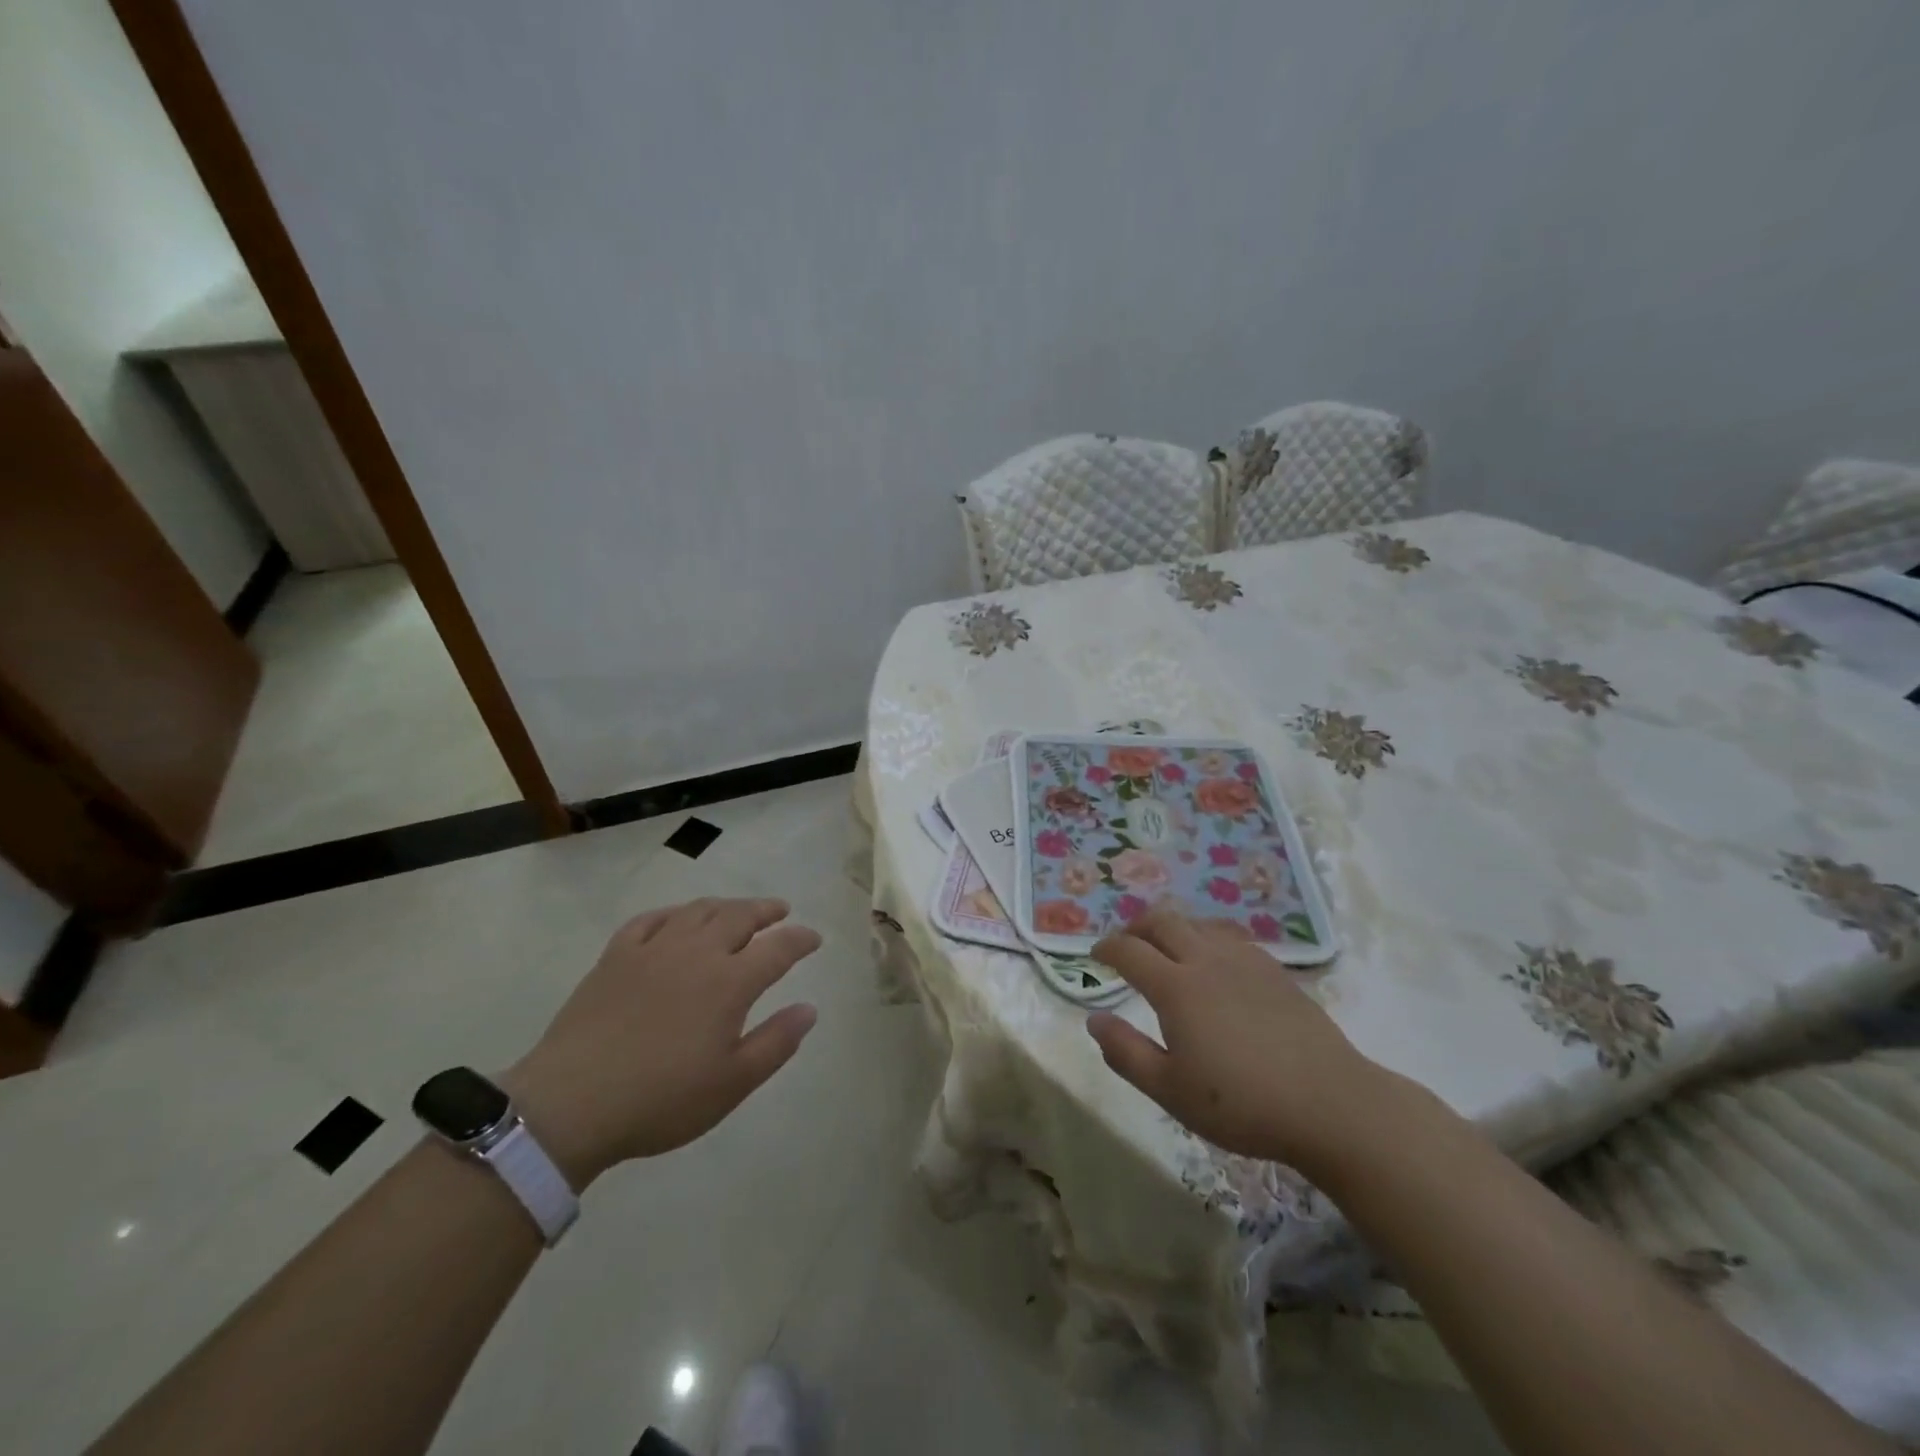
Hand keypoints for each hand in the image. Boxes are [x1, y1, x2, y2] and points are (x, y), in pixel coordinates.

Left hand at [503, 898, 820, 1187]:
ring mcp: (653, 950)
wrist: (570, 1105)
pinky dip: (672, 913)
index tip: (814, 938)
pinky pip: (649, 920)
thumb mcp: (732, 1083)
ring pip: (697, 911)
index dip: (800, 939)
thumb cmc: (661, 1100)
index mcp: (729, 982)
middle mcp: (696, 953)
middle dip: (766, 910)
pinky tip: (676, 920)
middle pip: (739, 916)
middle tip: (780, 910)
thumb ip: (776, 1042)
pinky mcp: (615, 957)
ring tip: (737, 910)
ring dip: (725, 905)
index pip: (778, 948)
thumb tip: (809, 1009)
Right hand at [1085, 906, 1401, 1173]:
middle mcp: (1206, 960)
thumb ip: (1126, 1053)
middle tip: (1126, 944)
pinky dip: (1207, 937)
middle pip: (1163, 920)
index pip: (1129, 950)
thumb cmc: (1241, 1104)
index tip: (1095, 956)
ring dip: (1173, 927)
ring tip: (1166, 948)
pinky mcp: (1274, 970)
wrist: (1329, 1104)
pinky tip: (1214, 961)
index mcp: (1176, 987)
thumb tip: (1094, 1019)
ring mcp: (1244, 960)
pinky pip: (1229, 936)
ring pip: (1198, 922)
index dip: (1107, 947)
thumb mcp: (1170, 1091)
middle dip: (1136, 926)